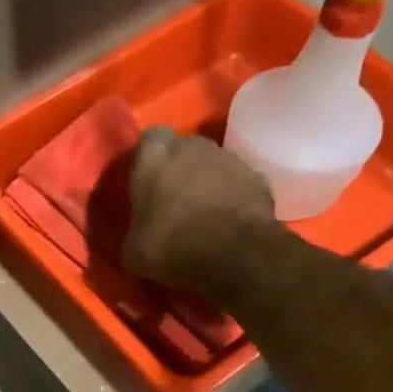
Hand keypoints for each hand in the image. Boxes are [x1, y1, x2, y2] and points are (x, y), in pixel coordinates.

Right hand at [123, 126, 284, 296]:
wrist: (232, 253)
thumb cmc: (169, 244)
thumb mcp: (133, 248)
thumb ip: (136, 229)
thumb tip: (140, 234)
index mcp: (154, 156)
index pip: (149, 139)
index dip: (148, 158)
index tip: (146, 180)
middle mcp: (192, 146)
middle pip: (184, 149)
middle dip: (179, 169)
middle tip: (173, 200)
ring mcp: (230, 159)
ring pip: (213, 166)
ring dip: (208, 184)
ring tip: (203, 216)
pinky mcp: (259, 179)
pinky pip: (239, 185)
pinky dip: (233, 199)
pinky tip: (228, 224)